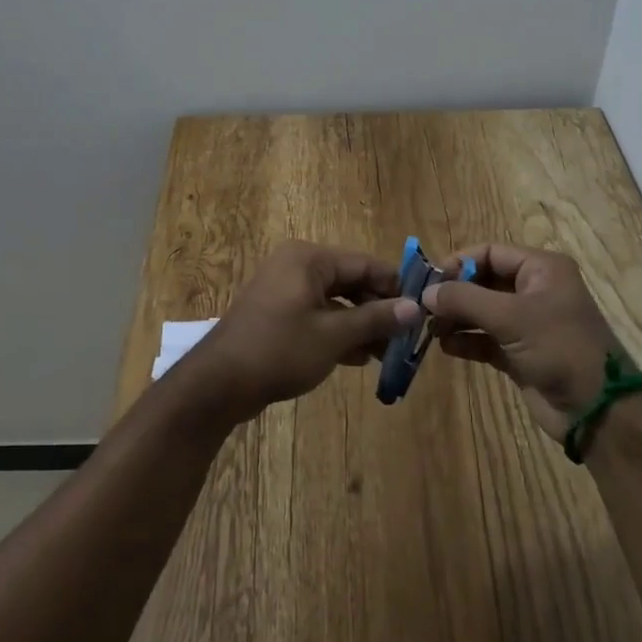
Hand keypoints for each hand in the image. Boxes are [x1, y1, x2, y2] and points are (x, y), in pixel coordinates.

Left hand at [177, 241, 421, 426]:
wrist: (219, 383)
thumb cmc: (280, 350)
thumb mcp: (334, 336)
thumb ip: (375, 319)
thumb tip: (414, 308)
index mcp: (309, 259)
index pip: (364, 264)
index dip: (395, 287)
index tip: (422, 310)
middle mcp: (297, 266)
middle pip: (350, 281)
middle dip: (378, 310)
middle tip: (406, 337)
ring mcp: (285, 291)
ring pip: (335, 302)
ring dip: (361, 325)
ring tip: (388, 353)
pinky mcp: (278, 315)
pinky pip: (317, 316)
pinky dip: (338, 333)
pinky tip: (360, 358)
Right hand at [422, 243, 622, 439]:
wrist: (598, 411)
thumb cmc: (559, 347)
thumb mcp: (511, 316)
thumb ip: (465, 299)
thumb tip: (425, 293)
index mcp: (541, 269)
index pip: (490, 252)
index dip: (458, 262)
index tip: (429, 280)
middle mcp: (534, 290)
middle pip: (483, 281)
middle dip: (454, 293)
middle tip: (422, 307)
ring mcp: (527, 324)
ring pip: (481, 311)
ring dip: (456, 318)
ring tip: (430, 329)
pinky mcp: (520, 353)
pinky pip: (485, 339)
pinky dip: (466, 341)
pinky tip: (445, 347)